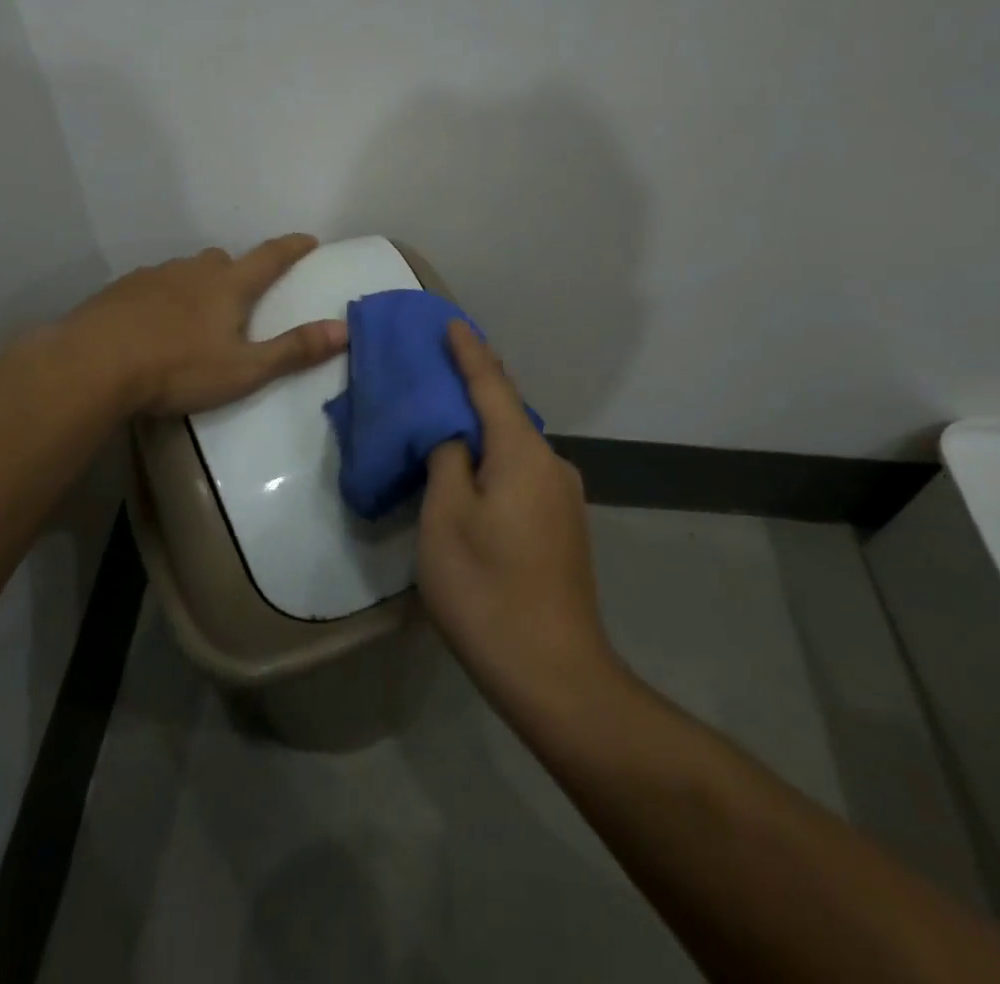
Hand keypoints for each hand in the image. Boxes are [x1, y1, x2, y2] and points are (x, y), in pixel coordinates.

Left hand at [65, 234, 347, 416]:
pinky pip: (153, 285)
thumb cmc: (177, 368)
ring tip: (195, 316)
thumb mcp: (244, 369)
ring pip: (186, 271)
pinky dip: (163, 298)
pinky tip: (153, 324)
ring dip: (198, 285)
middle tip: (242, 295)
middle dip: (238, 271)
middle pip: (224, 260)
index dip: (292, 248)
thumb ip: (293, 350)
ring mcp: (153, 276)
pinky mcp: (121, 290)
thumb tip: (344, 329)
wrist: (93, 364)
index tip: (308, 239)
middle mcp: (193, 270)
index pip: (270, 257)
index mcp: (228, 285)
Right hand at [418, 322, 621, 729]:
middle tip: (436, 370)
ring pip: (514, 446)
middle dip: (473, 387)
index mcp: (523, 452)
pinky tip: (471, 474)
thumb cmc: (487, 590)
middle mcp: (552, 464)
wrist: (556, 675)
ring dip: (481, 430)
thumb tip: (453, 434)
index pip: (491, 385)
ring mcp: (564, 497)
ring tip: (444, 422)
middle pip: (506, 412)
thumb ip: (446, 459)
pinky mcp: (563, 526)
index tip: (451, 322)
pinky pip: (522, 473)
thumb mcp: (445, 518)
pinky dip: (493, 460)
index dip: (468, 351)